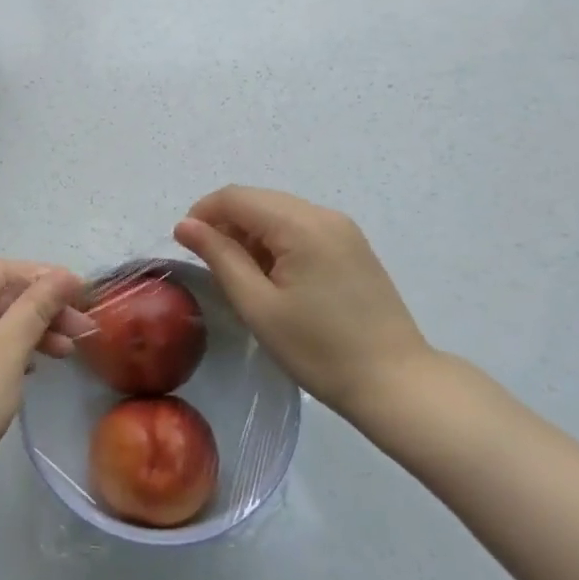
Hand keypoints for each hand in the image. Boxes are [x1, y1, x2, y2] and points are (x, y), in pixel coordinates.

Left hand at [0, 259, 88, 494]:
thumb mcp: (8, 347)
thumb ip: (38, 305)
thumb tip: (66, 275)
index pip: (0, 271)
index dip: (44, 277)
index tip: (84, 292)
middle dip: (42, 310)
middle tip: (83, 329)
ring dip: (31, 332)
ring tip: (68, 351)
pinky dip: (11, 350)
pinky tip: (36, 365)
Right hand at [174, 186, 433, 421]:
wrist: (394, 382)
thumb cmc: (318, 349)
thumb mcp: (257, 305)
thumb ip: (219, 257)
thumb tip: (185, 225)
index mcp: (300, 225)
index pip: (236, 197)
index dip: (203, 213)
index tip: (184, 245)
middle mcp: (324, 215)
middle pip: (259, 200)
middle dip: (226, 223)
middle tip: (211, 266)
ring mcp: (343, 229)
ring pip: (279, 213)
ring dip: (251, 234)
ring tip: (242, 278)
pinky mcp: (353, 247)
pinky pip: (302, 228)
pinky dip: (277, 242)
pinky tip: (274, 278)